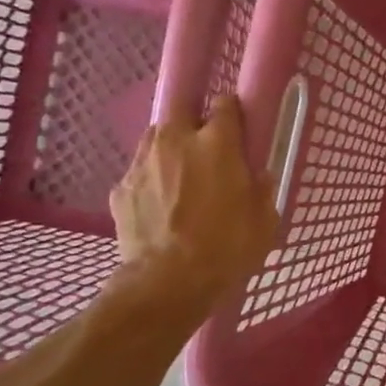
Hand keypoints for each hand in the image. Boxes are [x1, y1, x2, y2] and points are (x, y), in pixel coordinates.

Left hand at [109, 97, 277, 306]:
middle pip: (181, 109)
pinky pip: (139, 173)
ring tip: (180, 176)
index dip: (232, 113)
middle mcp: (176, 140)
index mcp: (218, 143)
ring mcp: (142, 163)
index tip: (238, 127)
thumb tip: (257, 176)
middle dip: (193, 121)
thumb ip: (261, 189)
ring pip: (156, 139)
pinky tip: (160, 206)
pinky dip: (151, 181)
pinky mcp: (121, 188)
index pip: (225, 104)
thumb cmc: (227, 247)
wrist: (168, 281)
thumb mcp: (264, 219)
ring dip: (169, 149)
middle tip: (206, 148)